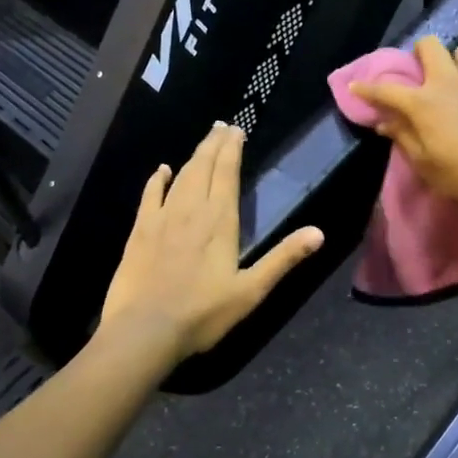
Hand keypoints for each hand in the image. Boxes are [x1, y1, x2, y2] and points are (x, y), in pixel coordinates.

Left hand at [99, 122, 324, 360]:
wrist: (145, 330)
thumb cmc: (203, 313)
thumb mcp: (252, 290)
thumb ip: (283, 259)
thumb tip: (318, 233)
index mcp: (220, 221)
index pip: (227, 174)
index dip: (232, 150)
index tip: (237, 131)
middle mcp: (191, 210)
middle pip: (204, 167)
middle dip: (214, 144)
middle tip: (222, 126)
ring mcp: (162, 218)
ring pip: (180, 176)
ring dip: (193, 156)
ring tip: (204, 141)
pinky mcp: (140, 231)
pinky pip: (150, 195)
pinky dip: (157, 180)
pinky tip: (162, 170)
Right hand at [347, 36, 457, 216]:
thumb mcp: (426, 164)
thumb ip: (404, 137)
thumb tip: (385, 122)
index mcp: (424, 102)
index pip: (386, 89)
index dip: (367, 88)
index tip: (356, 86)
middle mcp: (449, 81)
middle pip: (429, 45)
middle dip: (420, 53)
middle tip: (422, 72)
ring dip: (456, 63)